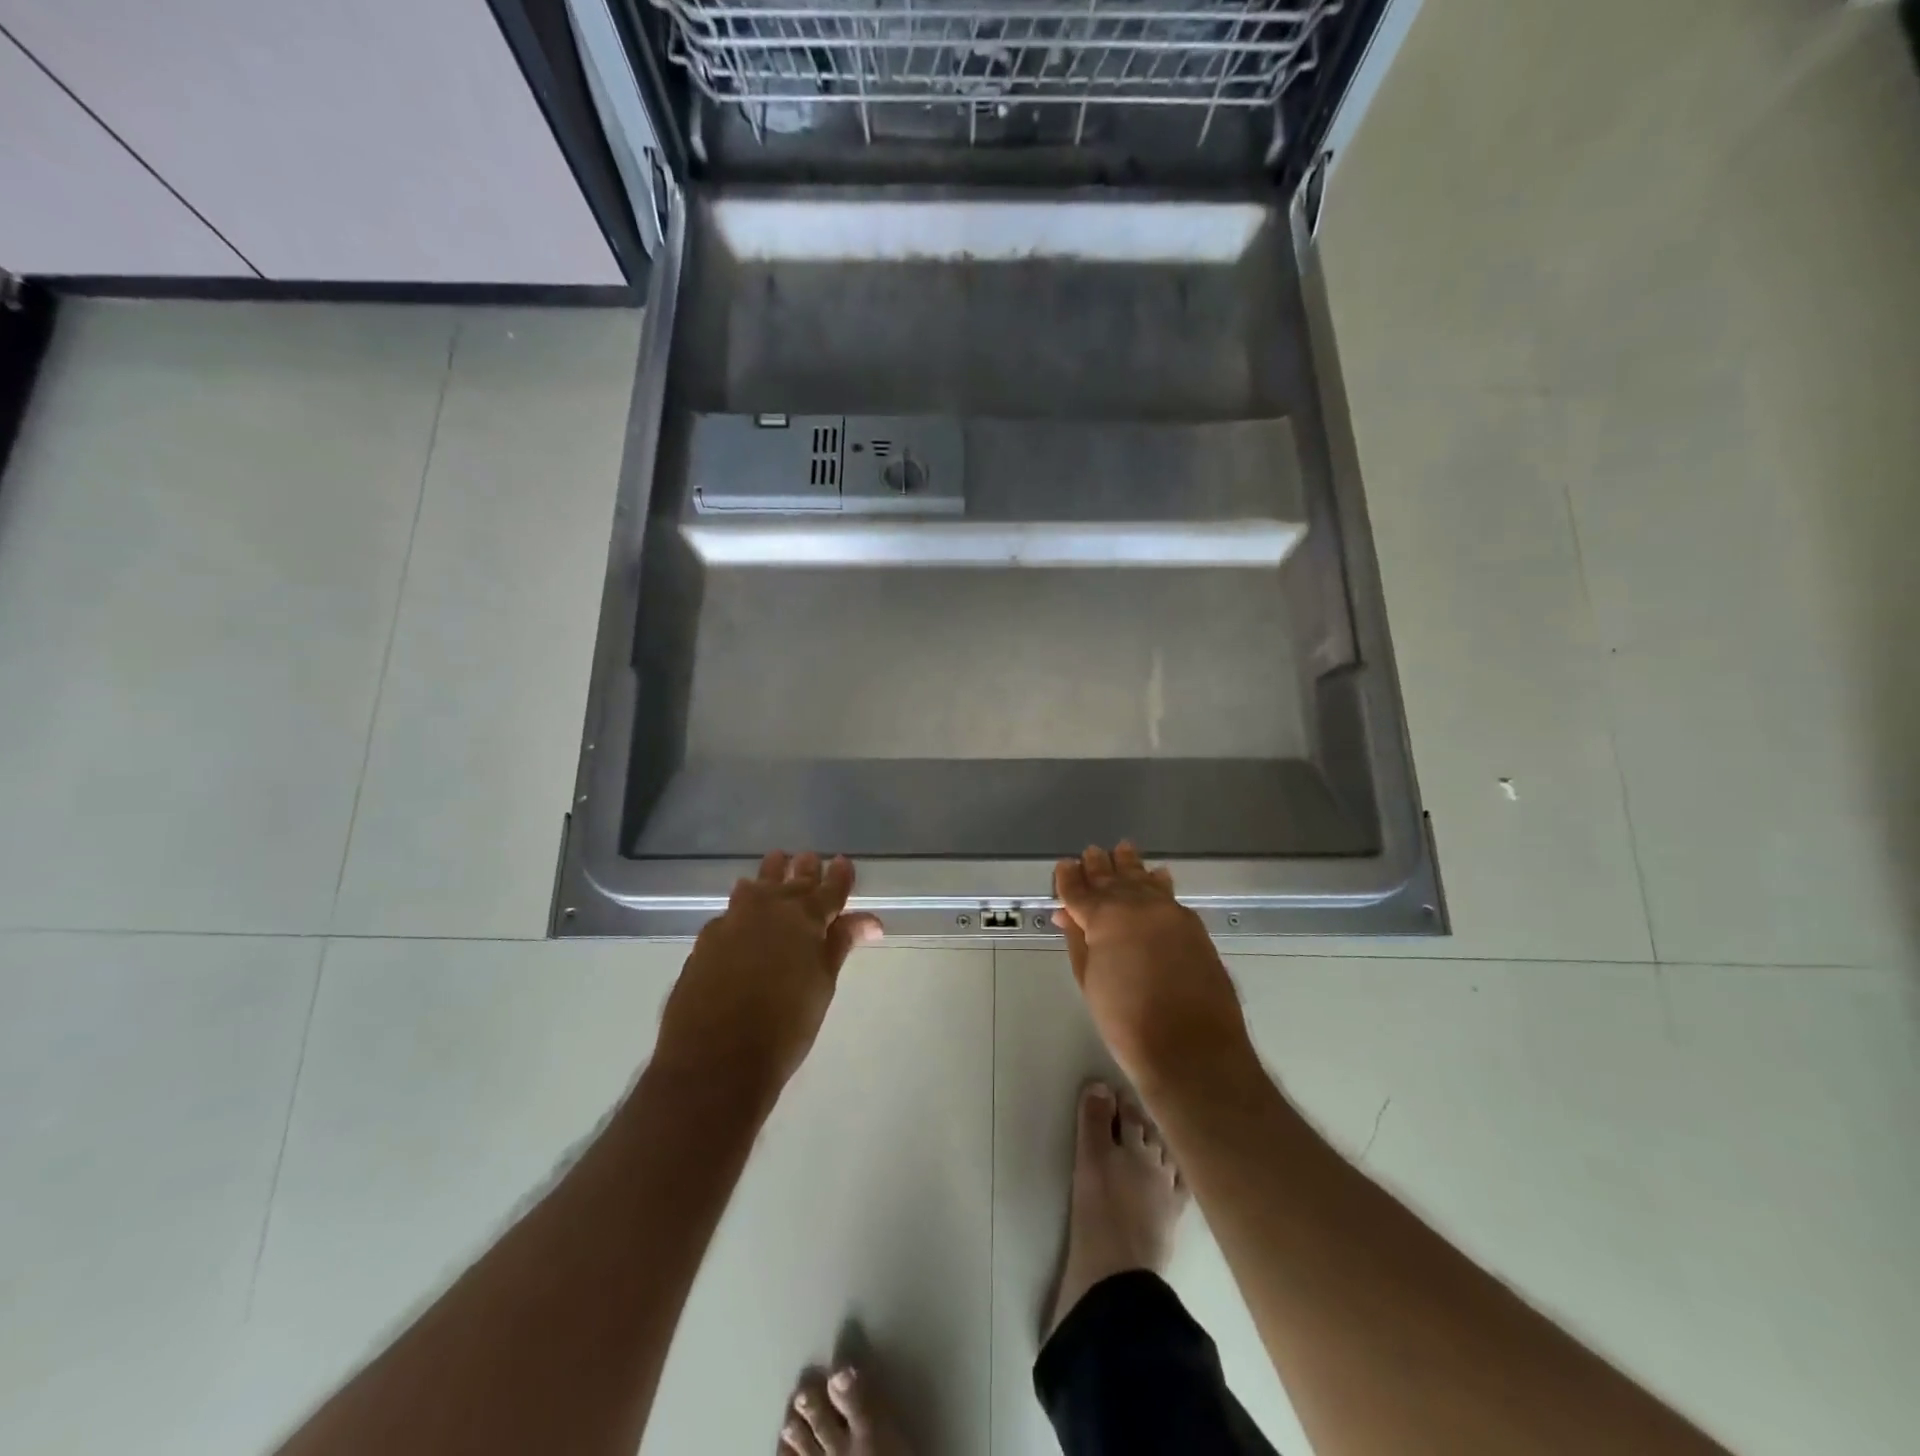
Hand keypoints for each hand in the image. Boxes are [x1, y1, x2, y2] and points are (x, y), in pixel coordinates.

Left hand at [655, 851, 882, 1101]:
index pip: (829, 889)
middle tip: (811, 858)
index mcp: (805, 918)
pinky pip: (731, 912)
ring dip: (770, 876)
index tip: (844, 863)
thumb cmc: (785, 1026)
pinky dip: (743, 906)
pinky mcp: (706, 940)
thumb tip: (869, 921)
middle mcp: (768, 909)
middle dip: (805, 870)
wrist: (715, 1060)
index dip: (839, 876)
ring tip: (776, 865)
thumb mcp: (823, 984)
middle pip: (791, 881)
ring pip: (756, 887)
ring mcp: (732, 921)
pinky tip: (741, 914)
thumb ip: (840, 945)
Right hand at [1053, 842, 1255, 1093]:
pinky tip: (1157, 875)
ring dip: (1130, 866)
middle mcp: (1138, 905)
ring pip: (1144, 880)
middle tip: (1090, 852)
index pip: (1080, 890)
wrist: (1192, 1049)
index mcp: (1105, 917)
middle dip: (1099, 866)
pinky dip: (1158, 882)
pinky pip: (1169, 895)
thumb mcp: (1090, 981)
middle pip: (1113, 878)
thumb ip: (1078, 941)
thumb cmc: (1127, 1021)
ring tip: (1122, 849)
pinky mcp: (1193, 926)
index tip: (1064, 866)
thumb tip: (1066, 915)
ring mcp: (1170, 913)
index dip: (1069, 878)